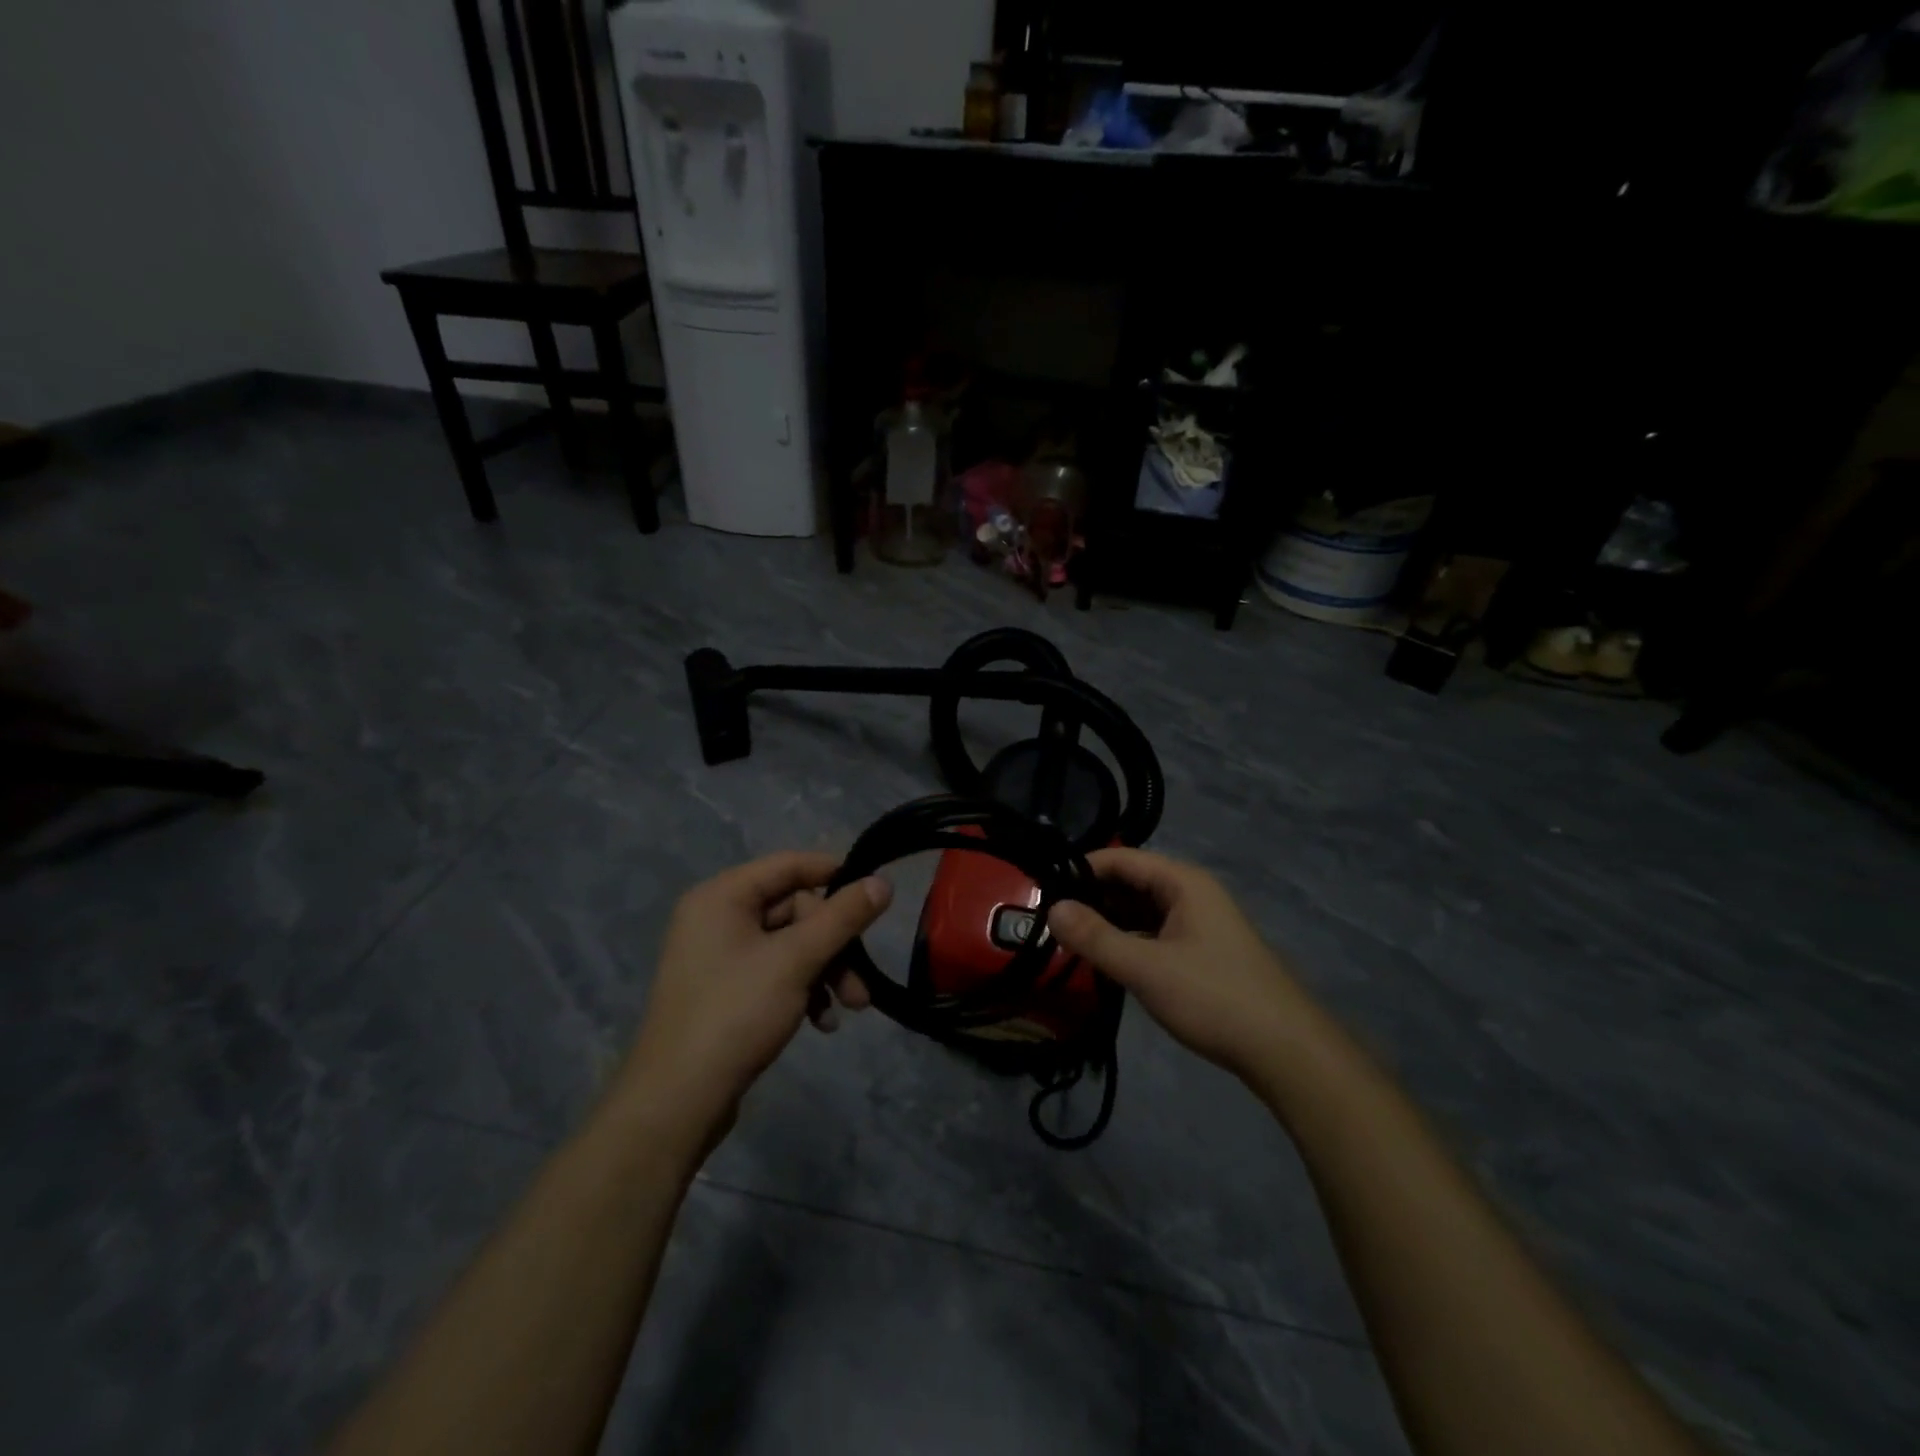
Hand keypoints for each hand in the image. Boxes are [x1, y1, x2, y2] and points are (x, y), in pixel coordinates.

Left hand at [615, 852, 890, 1141]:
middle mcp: (717, 917)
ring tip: (851, 1007)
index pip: (790, 865)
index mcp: (722, 896)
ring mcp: (719, 956)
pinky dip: (803, 990)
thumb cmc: (736, 1013)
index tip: (875, 894)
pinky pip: (775, 972)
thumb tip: (882, 883)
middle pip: (795, 910)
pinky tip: (821, 1023)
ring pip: (790, 945)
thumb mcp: (797, 959)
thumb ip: (842, 917)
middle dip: (835, 945)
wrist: (677, 1101)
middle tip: (860, 982)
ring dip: (826, 971)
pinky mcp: (725, 990)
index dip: (835, 874)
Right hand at [1047, 848, 1313, 1082]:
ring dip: (1110, 922)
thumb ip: (1096, 938)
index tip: (1043, 889)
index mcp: (1182, 882)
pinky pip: (1156, 933)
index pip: (1121, 859)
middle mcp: (1192, 893)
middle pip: (1131, 882)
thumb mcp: (1146, 968)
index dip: (1081, 869)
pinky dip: (1130, 941)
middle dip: (1092, 898)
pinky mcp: (1203, 952)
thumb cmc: (1214, 997)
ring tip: (1070, 940)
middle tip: (1050, 920)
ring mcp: (1200, 923)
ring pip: (1143, 911)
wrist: (1286, 1050)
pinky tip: (1108, 960)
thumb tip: (1051, 909)